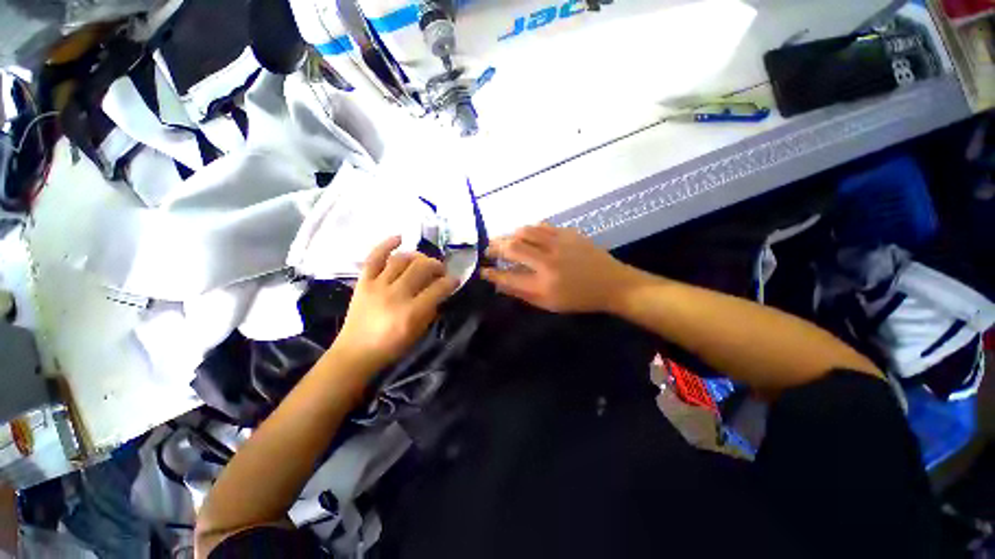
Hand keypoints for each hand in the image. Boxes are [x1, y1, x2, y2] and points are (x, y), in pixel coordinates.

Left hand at [332, 236, 458, 375]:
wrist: (356, 352)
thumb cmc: (391, 346)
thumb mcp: (419, 332)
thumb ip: (431, 310)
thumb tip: (440, 291)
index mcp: (411, 312)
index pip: (438, 288)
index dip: (451, 281)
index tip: (455, 280)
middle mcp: (395, 295)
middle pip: (421, 268)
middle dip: (436, 265)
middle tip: (440, 270)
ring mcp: (377, 286)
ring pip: (401, 259)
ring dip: (417, 256)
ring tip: (423, 261)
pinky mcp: (363, 282)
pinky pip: (374, 257)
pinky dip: (386, 244)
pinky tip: (399, 238)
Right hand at [481, 224, 630, 312]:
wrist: (612, 284)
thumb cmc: (579, 299)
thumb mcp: (549, 304)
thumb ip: (523, 293)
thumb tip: (500, 285)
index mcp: (544, 284)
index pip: (509, 277)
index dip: (492, 274)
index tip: (482, 271)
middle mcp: (548, 261)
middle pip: (513, 248)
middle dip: (495, 248)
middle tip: (488, 250)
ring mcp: (559, 244)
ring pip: (525, 232)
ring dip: (509, 235)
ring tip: (503, 240)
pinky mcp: (568, 233)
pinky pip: (541, 226)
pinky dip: (528, 229)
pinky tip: (524, 234)